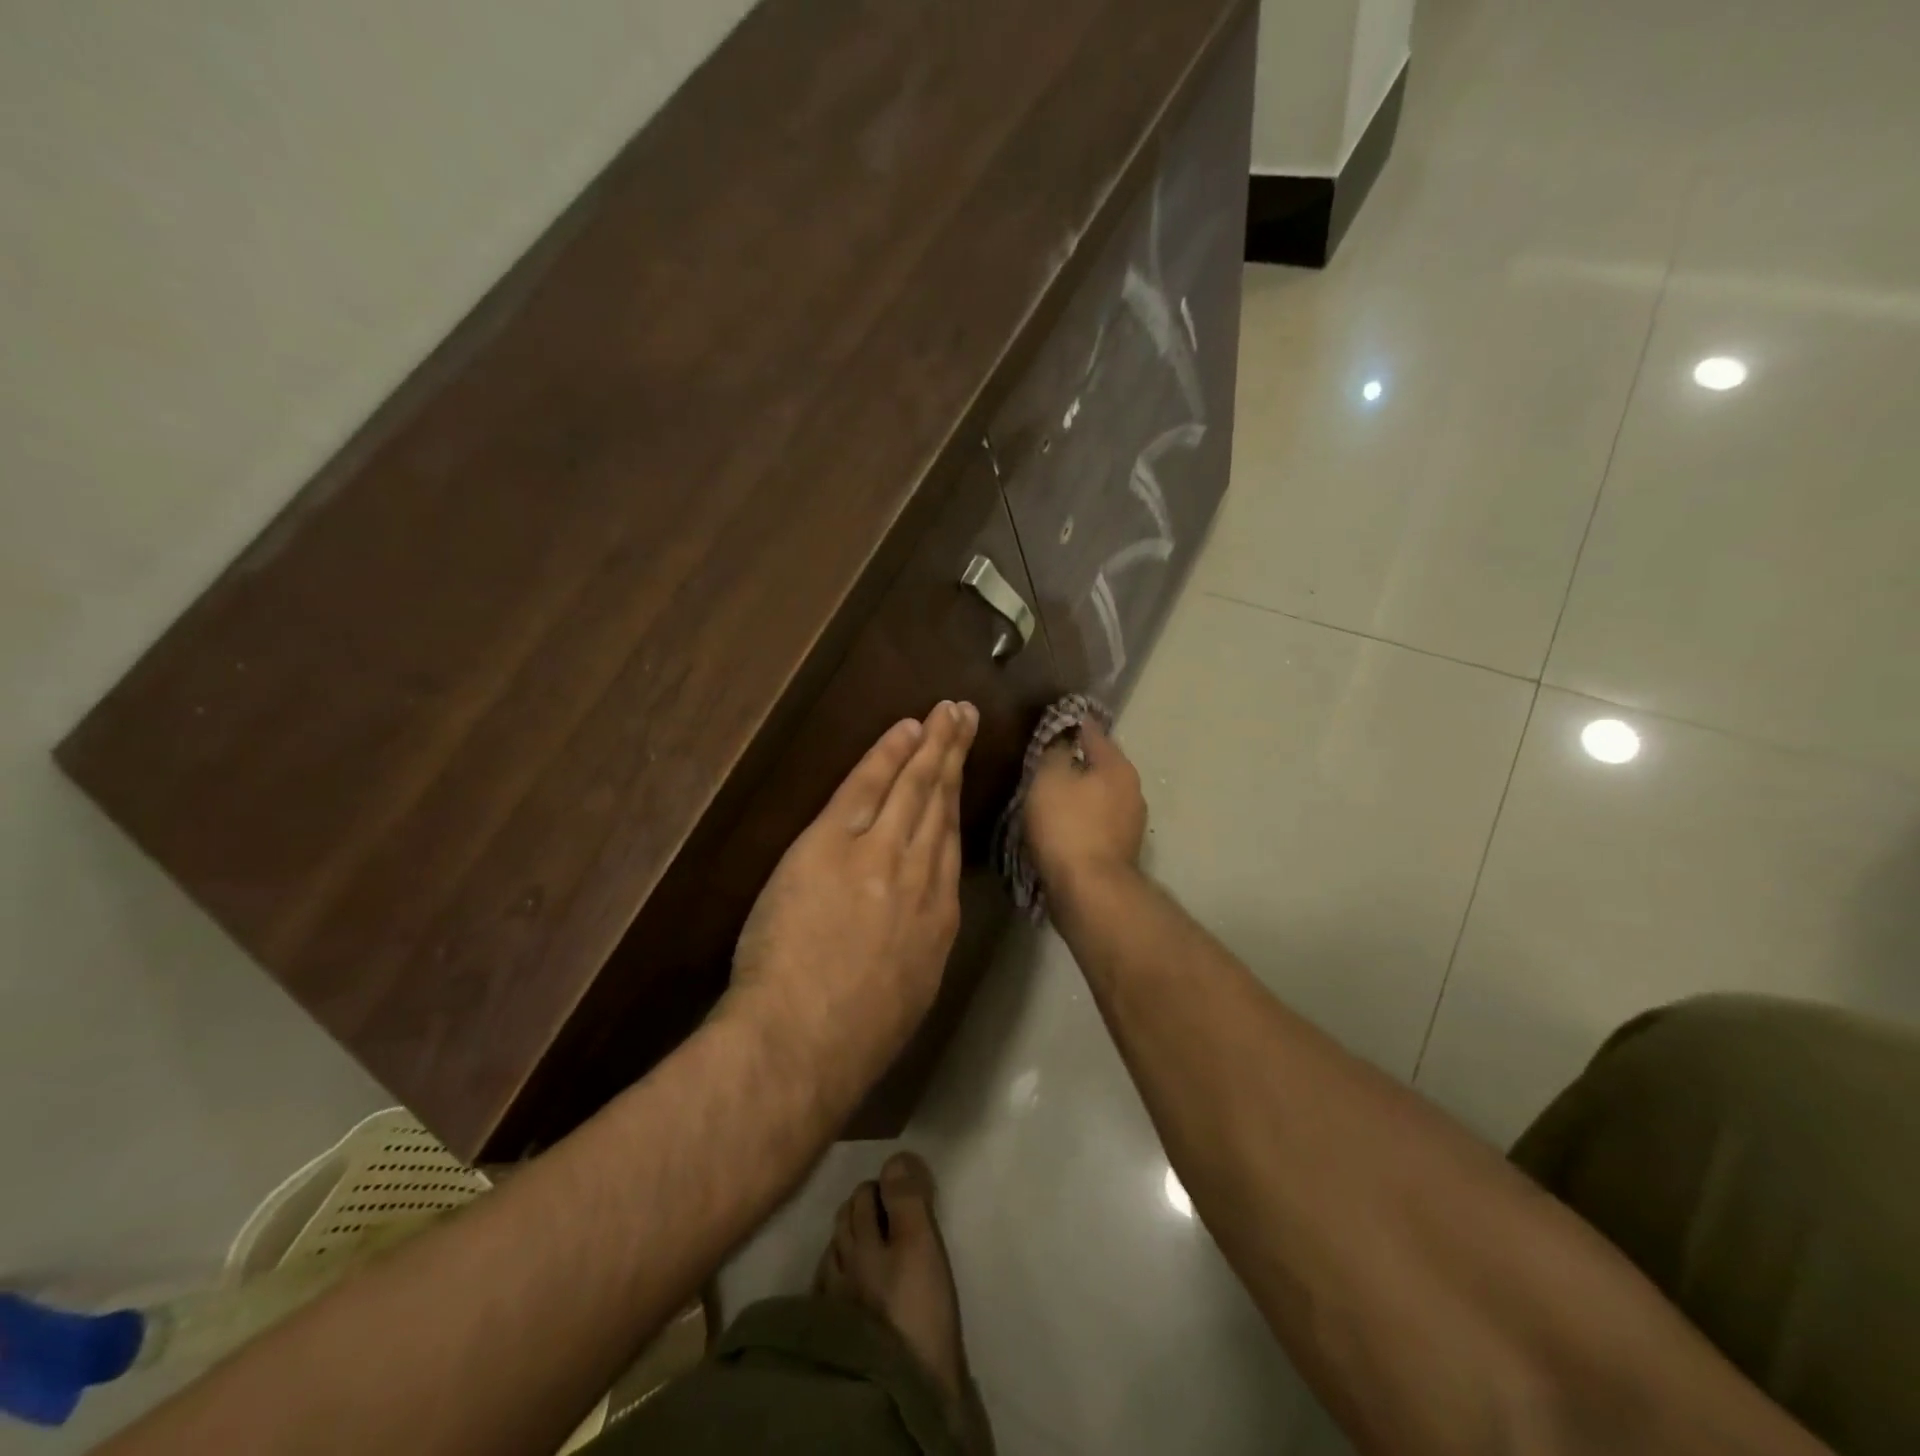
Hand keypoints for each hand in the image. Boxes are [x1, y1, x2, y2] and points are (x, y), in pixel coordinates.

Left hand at [727, 700, 979, 1095]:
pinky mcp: (833, 844)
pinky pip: (866, 788)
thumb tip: (918, 924)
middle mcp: (921, 876)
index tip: (960, 777)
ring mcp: (880, 855)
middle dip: (954, 758)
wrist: (805, 1041)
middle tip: (966, 718)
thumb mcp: (911, 994)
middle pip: (941, 804)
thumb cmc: (855, 1037)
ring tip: (946, 713)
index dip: (955, 803)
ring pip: (914, 788)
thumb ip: (919, 947)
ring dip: (932, 745)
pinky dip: (887, 755)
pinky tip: (904, 729)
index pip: (949, 844)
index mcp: (940, 918)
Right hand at [1022, 721, 1145, 891]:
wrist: (1089, 891)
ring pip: (1099, 797)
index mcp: (1118, 767)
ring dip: (1079, 795)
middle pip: (1100, 766)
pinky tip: (1060, 826)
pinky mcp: (1120, 852)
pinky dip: (1080, 820)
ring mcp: (1130, 824)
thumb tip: (1062, 742)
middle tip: (1046, 762)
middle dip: (1077, 763)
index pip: (1094, 733)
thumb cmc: (1068, 826)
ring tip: (1049, 796)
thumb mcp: (1050, 779)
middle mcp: (1132, 791)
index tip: (1054, 722)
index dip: (1072, 725)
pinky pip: (1096, 824)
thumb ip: (1055, 754)